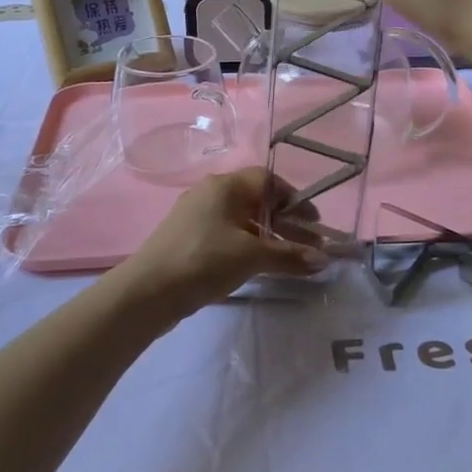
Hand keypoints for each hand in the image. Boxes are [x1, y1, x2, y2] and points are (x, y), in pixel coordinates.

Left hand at [114, 168, 326, 323]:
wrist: (148, 291)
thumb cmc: (204, 260)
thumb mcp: (251, 257)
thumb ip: (289, 256)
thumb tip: (323, 260)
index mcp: (225, 186)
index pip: (267, 180)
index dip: (293, 199)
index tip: (312, 222)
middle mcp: (210, 194)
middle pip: (257, 201)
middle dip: (286, 223)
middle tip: (310, 245)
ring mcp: (197, 217)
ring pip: (242, 221)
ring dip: (269, 238)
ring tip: (291, 260)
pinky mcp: (189, 240)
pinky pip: (228, 236)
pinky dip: (248, 247)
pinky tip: (260, 267)